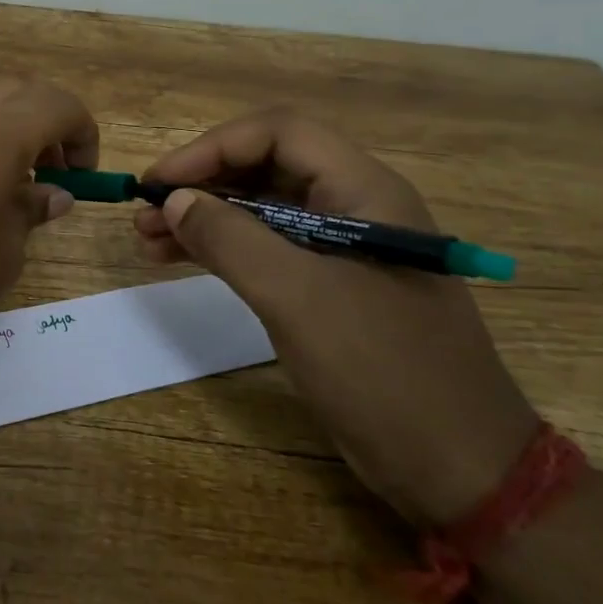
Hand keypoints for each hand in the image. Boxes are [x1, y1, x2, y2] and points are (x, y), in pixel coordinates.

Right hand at [134, 110, 537, 527]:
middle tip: (145, 212)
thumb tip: (174, 200)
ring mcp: (343, 249)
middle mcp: (355, 207)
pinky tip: (180, 259)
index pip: (279, 134)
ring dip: (205, 217)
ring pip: (261, 210)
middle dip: (202, 184)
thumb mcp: (298, 298)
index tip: (161, 181)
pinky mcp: (330, 288)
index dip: (213, 148)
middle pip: (266, 168)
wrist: (458, 468)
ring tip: (147, 238)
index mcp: (364, 191)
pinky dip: (222, 249)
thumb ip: (231, 239)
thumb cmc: (383, 371)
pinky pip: (267, 249)